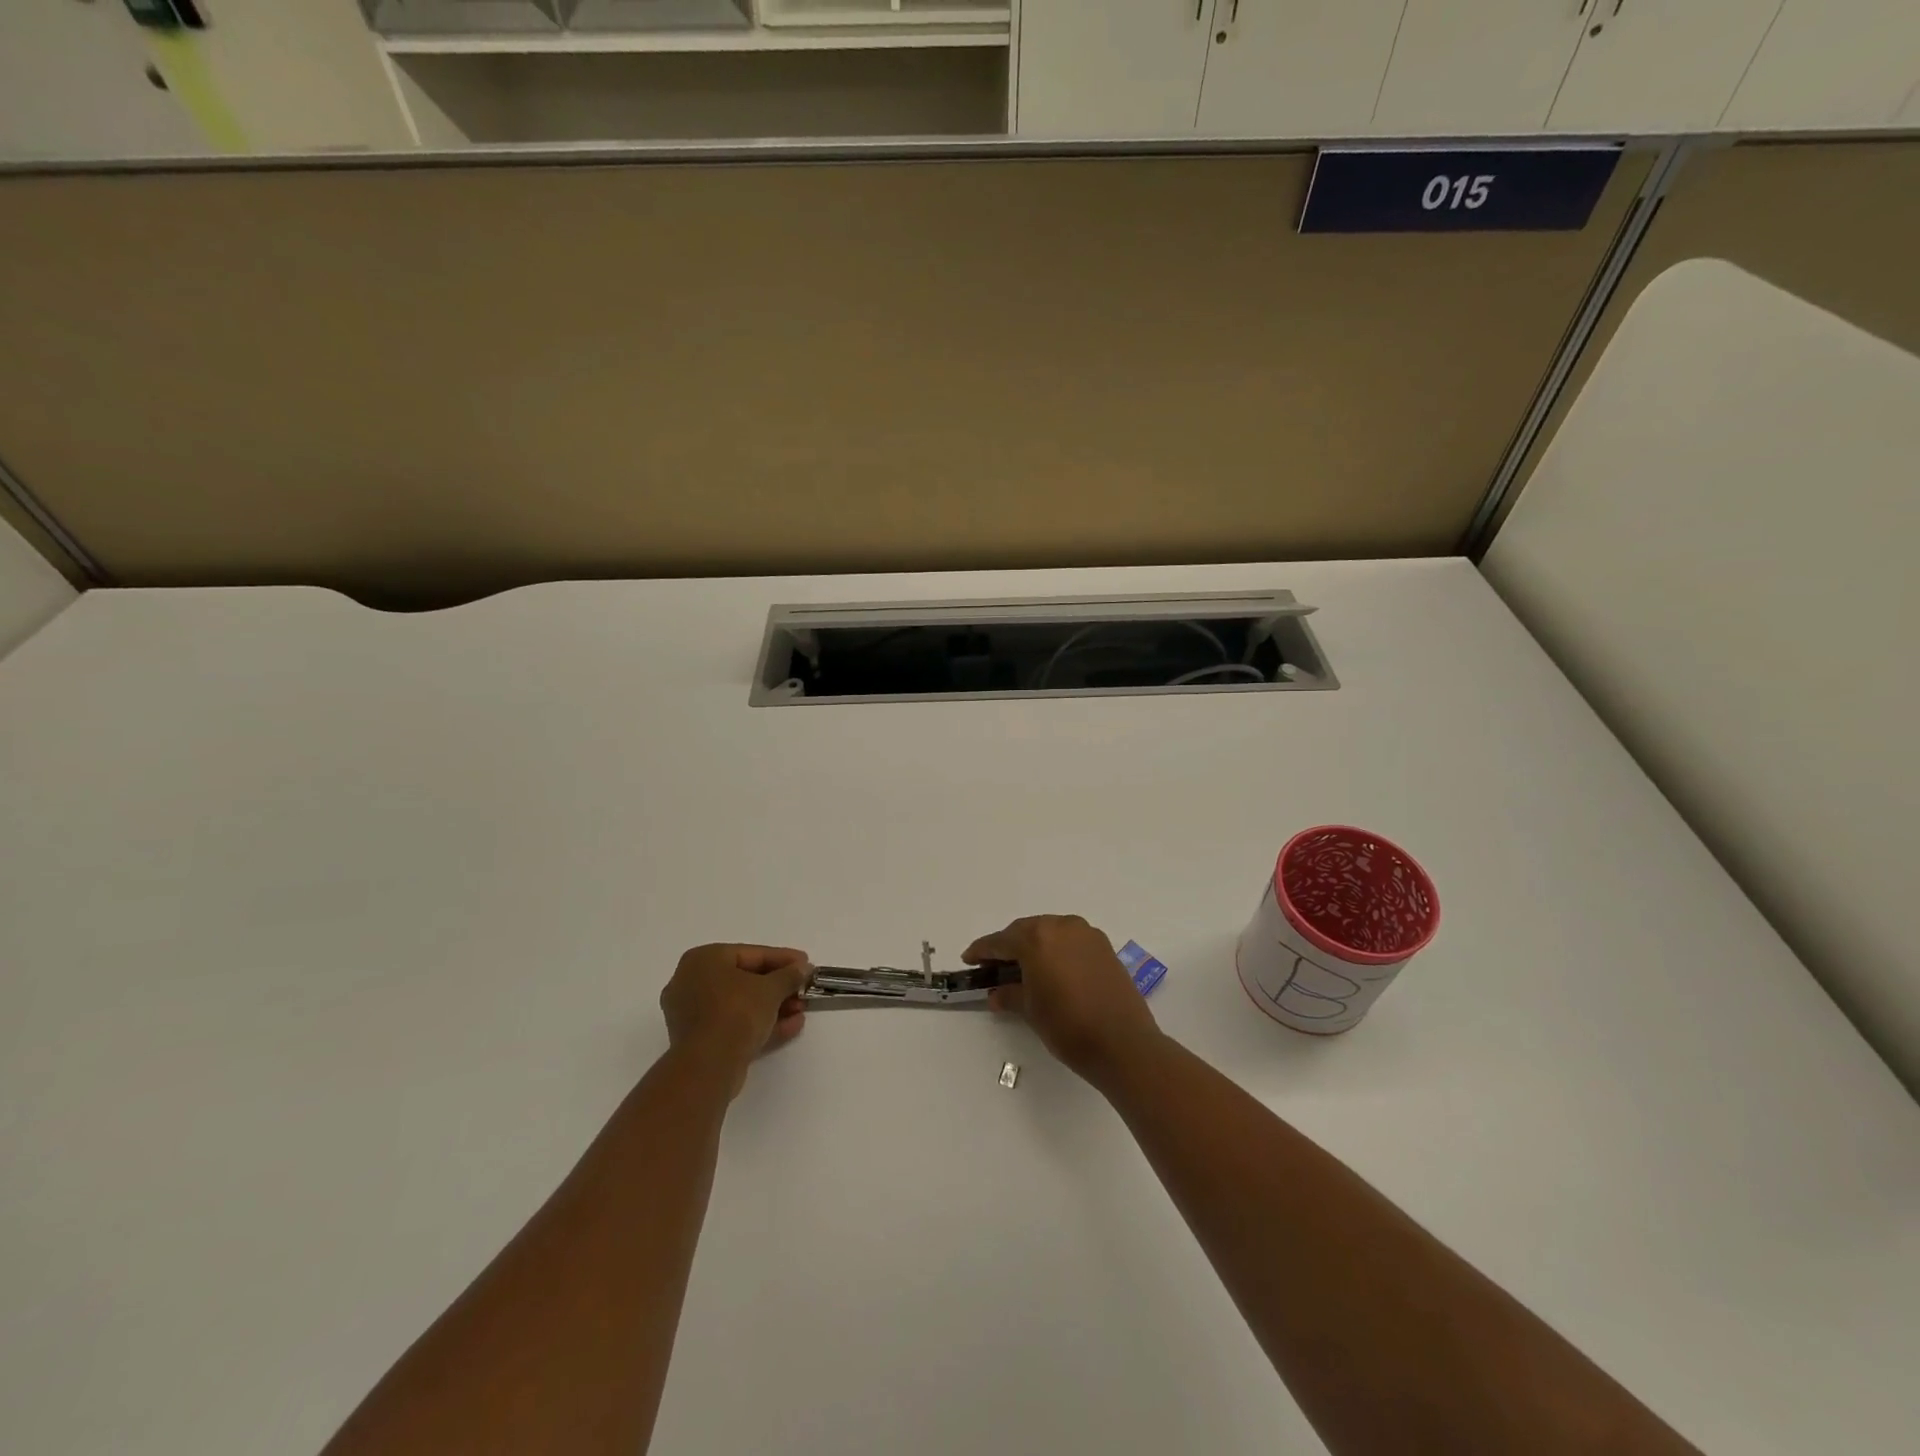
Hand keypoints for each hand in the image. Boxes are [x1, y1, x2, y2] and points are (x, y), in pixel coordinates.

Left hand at [659, 944, 811, 1095]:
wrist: (708, 1066)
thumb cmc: (736, 1013)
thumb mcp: (771, 989)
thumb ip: (789, 975)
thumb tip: (803, 968)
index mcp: (703, 959)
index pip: (751, 954)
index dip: (783, 959)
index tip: (806, 964)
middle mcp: (691, 982)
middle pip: (745, 979)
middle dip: (779, 986)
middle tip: (804, 989)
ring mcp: (693, 1014)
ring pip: (740, 1004)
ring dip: (773, 1006)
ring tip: (801, 1010)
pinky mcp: (699, 1040)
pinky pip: (734, 1024)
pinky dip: (760, 1023)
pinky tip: (791, 1026)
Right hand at [964, 915, 1161, 1085]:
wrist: (1123, 1043)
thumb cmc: (1068, 1026)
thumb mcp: (1031, 1010)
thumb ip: (1010, 995)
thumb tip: (997, 993)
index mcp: (1038, 938)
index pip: (1001, 941)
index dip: (982, 951)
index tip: (969, 959)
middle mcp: (1062, 927)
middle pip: (1026, 931)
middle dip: (1009, 946)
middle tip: (993, 965)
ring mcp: (1086, 934)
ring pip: (1051, 933)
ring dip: (1034, 946)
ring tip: (1022, 968)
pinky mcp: (1104, 947)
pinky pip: (1071, 941)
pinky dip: (1057, 951)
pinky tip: (1051, 970)